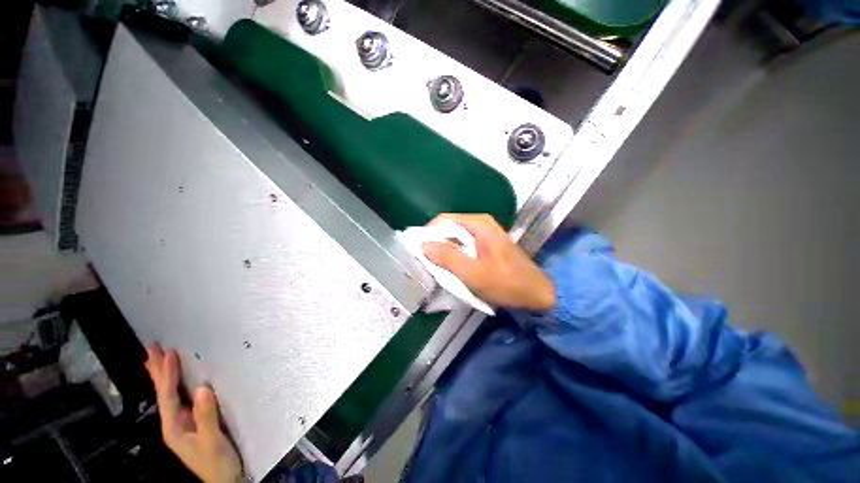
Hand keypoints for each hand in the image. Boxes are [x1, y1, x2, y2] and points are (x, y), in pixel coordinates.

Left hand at [145, 345, 242, 482]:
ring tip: (156, 361)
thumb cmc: (218, 462)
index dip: (168, 375)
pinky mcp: (193, 423)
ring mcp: (182, 424)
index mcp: (175, 428)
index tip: (169, 354)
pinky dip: (174, 387)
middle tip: (152, 349)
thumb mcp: (213, 441)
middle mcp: (174, 424)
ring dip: (162, 377)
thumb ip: (206, 417)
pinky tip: (175, 383)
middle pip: (162, 394)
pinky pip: (180, 400)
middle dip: (157, 372)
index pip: (168, 397)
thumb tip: (203, 389)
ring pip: (169, 396)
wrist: (224, 479)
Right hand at [422, 213, 554, 311]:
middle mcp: (480, 224)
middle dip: (436, 244)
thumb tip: (423, 245)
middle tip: (427, 263)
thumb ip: (448, 258)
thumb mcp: (474, 273)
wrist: (536, 294)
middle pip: (449, 228)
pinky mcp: (485, 245)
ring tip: (437, 268)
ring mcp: (484, 234)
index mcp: (478, 224)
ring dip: (444, 252)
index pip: (443, 220)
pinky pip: (463, 246)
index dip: (428, 233)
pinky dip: (454, 256)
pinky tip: (452, 269)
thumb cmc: (506, 283)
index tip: (419, 251)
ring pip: (455, 238)